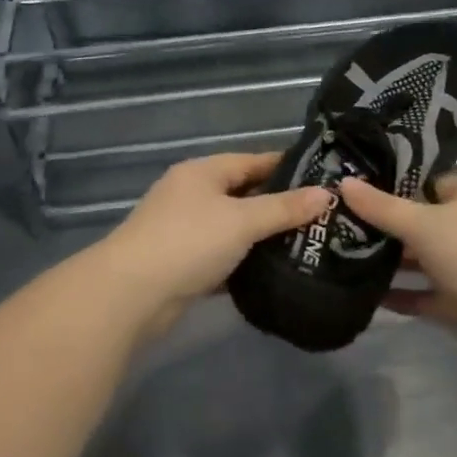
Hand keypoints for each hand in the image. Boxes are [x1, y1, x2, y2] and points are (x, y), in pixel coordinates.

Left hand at [99, 152, 330, 339]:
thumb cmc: (188, 242)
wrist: (129, 295)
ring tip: (307, 244)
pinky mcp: (183, 264)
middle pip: (244, 194)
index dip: (288, 168)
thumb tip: (327, 194)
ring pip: (234, 227)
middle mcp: (192, 194)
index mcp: (203, 172)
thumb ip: (284, 208)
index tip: (324, 179)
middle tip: (322, 217)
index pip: (254, 161)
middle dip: (280, 205)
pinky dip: (245, 262)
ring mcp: (185, 230)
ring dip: (263, 236)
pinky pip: (223, 256)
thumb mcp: (242, 221)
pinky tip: (274, 272)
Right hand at [339, 173, 456, 352]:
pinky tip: (373, 298)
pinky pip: (432, 294)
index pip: (429, 184)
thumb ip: (381, 207)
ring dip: (398, 264)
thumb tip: (344, 183)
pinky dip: (408, 296)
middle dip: (392, 230)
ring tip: (351, 262)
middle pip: (426, 223)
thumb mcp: (421, 223)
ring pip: (428, 260)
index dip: (397, 189)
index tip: (361, 197)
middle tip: (348, 231)